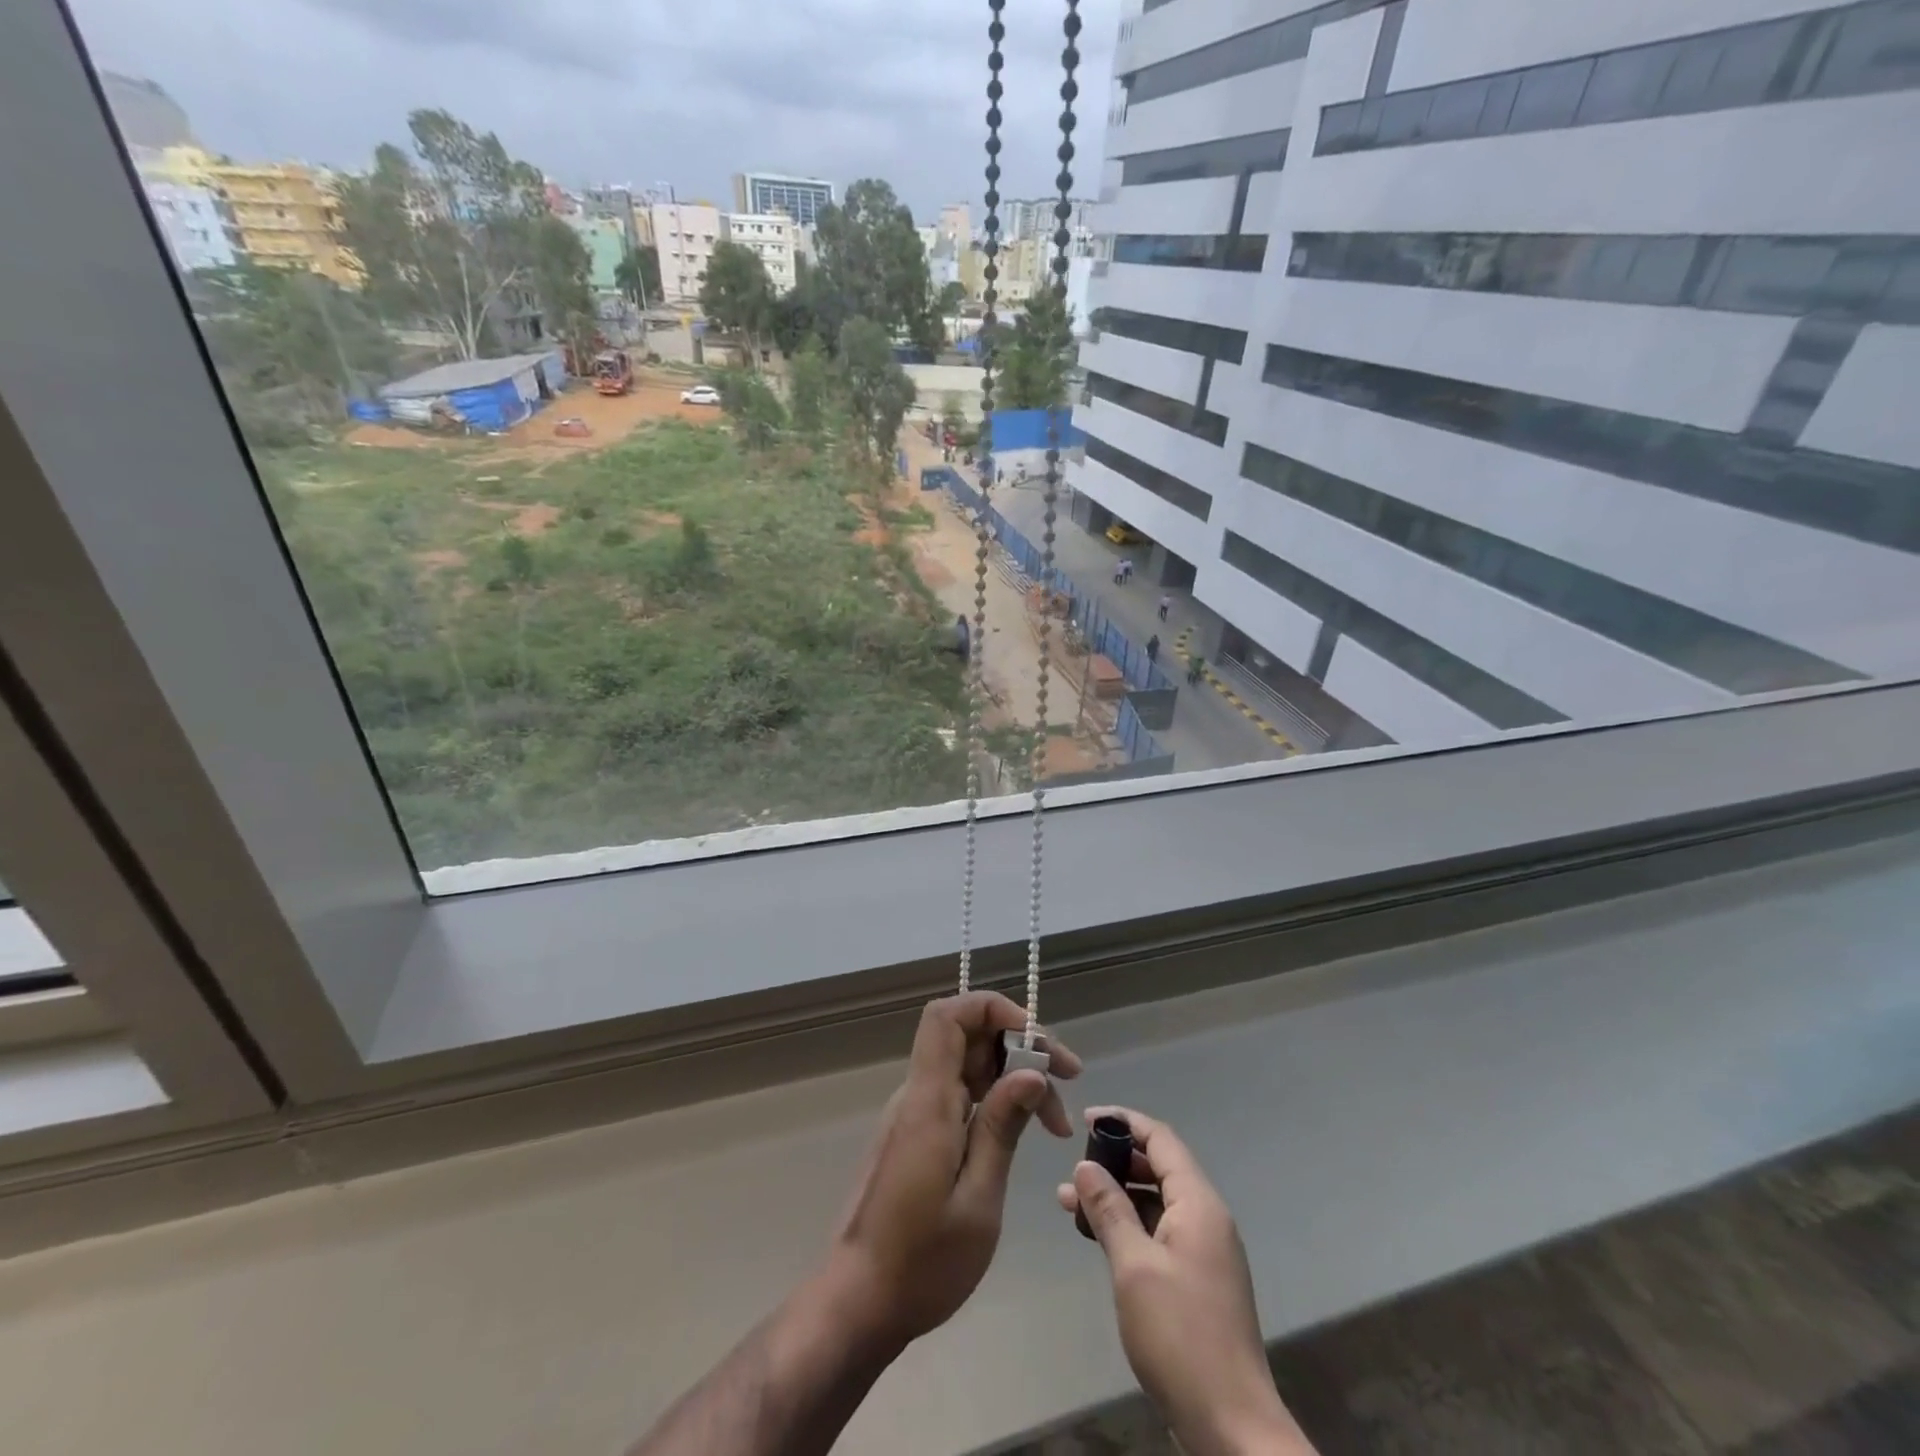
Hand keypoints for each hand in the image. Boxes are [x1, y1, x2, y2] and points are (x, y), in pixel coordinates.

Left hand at [827, 992, 1080, 1349]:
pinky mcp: (915, 1135)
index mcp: (928, 1102)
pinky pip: (957, 1094)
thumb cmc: (922, 1262)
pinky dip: (993, 1100)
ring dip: (1011, 1077)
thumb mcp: (977, 1200)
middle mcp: (917, 1095)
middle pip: (964, 1035)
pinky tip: (1020, 1131)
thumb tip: (1032, 1071)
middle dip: (1018, 1045)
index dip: (993, 1009)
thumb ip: (1002, 1128)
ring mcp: (913, 1115)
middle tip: (1066, 1080)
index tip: (1038, 1041)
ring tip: (1053, 1121)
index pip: (948, 1016)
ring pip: (965, 1065)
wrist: (858, 1303)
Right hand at [1058, 1108, 1315, 1455]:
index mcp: (1198, 1204)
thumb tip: (1085, 1167)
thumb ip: (1109, 1210)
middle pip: (1160, 1168)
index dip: (1124, 1122)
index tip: (1086, 1119)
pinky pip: (1160, 1232)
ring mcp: (1205, 1251)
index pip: (1161, 1140)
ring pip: (1156, 1202)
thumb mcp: (1133, 1266)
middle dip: (1116, 1162)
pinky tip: (1099, 1237)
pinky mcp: (1199, 1280)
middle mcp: (1207, 1219)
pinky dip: (1130, 1225)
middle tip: (1074, 1167)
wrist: (1232, 1425)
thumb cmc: (1180, 1335)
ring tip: (1070, 1202)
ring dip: (1117, 1197)